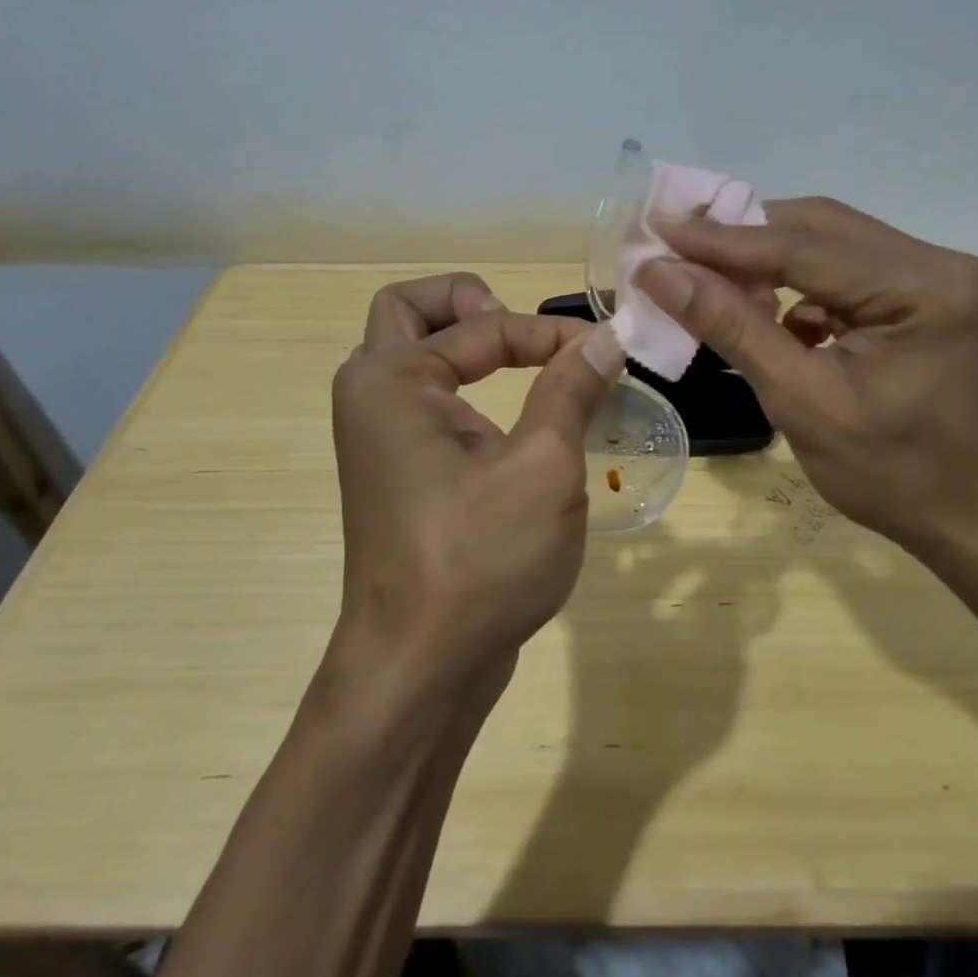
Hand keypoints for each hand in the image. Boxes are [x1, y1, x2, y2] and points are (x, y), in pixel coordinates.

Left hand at [329, 273, 623, 690]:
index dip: (547, 333)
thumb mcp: (542, 467)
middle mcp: (372, 397)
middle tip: (517, 326)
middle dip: (468, 304)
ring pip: (414, 354)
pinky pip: (426, 400)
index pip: (480, 326)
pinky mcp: (398, 471)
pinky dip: (465, 385)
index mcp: (391, 381)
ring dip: (466, 342)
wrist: (418, 672)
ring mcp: (380, 438)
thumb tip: (605, 337)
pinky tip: (514, 415)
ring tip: (524, 359)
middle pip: (409, 312)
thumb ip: (570, 390)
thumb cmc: (479, 561)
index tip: (602, 352)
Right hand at [635, 198, 977, 582]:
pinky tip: (768, 310)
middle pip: (819, 229)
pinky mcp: (924, 297)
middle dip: (742, 237)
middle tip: (676, 242)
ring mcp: (936, 277)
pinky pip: (847, 271)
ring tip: (708, 271)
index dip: (722, 240)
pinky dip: (799, 284)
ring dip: (767, 257)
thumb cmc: (895, 477)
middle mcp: (937, 262)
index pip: (803, 246)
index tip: (659, 230)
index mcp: (922, 287)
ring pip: (830, 244)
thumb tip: (661, 273)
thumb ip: (733, 328)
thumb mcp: (803, 403)